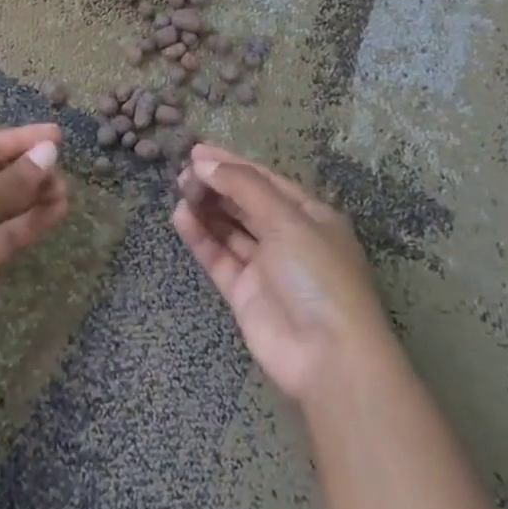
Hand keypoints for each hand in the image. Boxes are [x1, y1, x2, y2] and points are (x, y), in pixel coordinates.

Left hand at [0, 124, 68, 370]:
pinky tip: (57, 212)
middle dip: (28, 170)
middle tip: (64, 170)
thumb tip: (47, 153)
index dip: (20, 139)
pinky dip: (30, 222)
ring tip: (66, 192)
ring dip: (34, 196)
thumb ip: (9, 181)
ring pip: (4, 204)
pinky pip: (6, 232)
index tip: (57, 134)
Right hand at [171, 143, 389, 405]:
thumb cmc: (318, 275)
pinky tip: (181, 217)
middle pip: (245, 202)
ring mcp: (266, 266)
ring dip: (206, 208)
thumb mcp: (287, 219)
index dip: (232, 164)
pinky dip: (201, 237)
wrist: (328, 357)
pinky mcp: (244, 293)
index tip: (197, 151)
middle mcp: (288, 237)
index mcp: (310, 215)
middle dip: (216, 185)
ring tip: (179, 189)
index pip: (265, 180)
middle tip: (182, 173)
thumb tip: (204, 162)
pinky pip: (219, 256)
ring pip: (230, 228)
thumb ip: (244, 186)